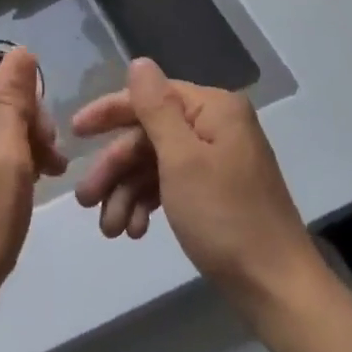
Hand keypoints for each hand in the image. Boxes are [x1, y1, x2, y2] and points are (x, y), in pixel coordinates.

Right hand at [73, 59, 312, 304]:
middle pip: (148, 134)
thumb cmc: (226, 218)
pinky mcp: (214, 193)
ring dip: (126, 193)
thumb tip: (139, 62)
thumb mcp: (182, 160)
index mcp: (213, 109)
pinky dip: (147, 205)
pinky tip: (134, 231)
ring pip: (154, 164)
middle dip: (115, 168)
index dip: (109, 113)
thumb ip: (156, 108)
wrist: (277, 289)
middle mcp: (215, 127)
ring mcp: (216, 161)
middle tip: (85, 199)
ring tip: (109, 229)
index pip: (150, 96)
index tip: (74, 133)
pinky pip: (169, 186)